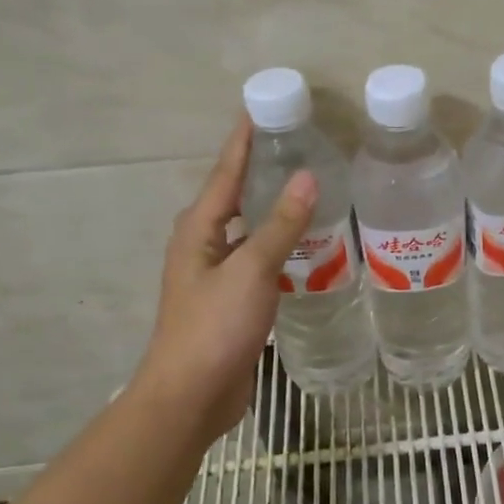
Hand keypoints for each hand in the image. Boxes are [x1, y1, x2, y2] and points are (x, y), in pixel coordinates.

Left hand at [134, 118, 314, 439]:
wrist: (192, 395)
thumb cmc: (215, 327)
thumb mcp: (250, 270)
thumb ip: (280, 225)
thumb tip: (305, 177)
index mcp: (198, 230)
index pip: (225, 173)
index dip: (243, 141)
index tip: (261, 109)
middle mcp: (204, 246)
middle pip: (235, 198)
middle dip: (262, 172)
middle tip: (300, 148)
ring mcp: (217, 276)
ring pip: (250, 232)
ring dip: (274, 212)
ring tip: (312, 193)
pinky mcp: (233, 302)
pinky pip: (260, 262)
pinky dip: (281, 249)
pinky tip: (308, 250)